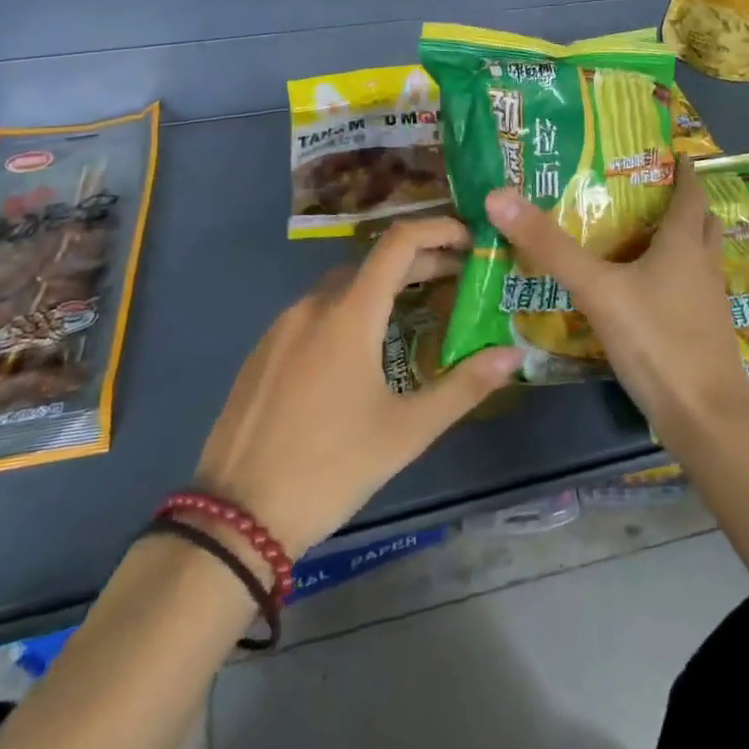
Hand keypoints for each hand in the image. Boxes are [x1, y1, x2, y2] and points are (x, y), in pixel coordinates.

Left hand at [192, 219, 520, 557]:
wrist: (235, 518)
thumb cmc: (331, 468)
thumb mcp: (406, 432)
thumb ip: (464, 387)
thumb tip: (513, 355)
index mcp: (350, 314)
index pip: (399, 242)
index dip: (438, 230)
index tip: (469, 240)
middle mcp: (314, 305)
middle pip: (373, 262)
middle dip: (419, 263)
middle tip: (456, 281)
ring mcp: (282, 326)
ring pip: (342, 286)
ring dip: (382, 287)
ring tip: (414, 313)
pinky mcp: (263, 351)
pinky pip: (315, 311)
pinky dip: (348, 310)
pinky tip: (360, 349)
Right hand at [483, 164, 748, 449]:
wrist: (705, 420)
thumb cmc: (656, 342)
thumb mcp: (597, 290)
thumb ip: (550, 248)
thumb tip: (500, 196)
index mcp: (684, 243)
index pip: (690, 192)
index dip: (683, 170)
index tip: (669, 152)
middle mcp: (703, 264)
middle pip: (700, 221)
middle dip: (681, 202)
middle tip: (646, 190)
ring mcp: (709, 301)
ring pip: (699, 255)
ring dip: (681, 238)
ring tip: (642, 233)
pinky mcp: (706, 331)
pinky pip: (692, 286)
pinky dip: (675, 274)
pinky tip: (646, 288)